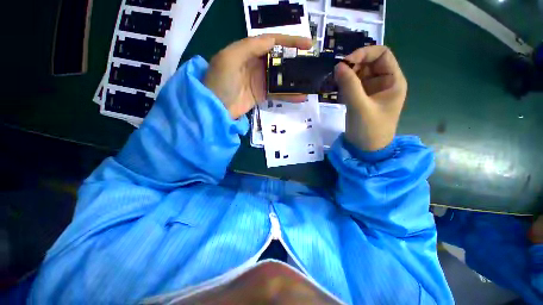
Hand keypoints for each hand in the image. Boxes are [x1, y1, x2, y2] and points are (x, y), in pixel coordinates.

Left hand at [204, 34, 312, 118]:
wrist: (215, 108)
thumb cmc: (220, 81)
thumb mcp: (230, 58)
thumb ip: (251, 47)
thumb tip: (273, 41)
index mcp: (248, 51)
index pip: (272, 42)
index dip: (290, 41)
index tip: (307, 44)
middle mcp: (255, 64)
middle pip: (279, 59)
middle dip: (295, 60)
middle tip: (310, 64)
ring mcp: (259, 81)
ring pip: (280, 77)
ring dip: (294, 80)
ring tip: (309, 81)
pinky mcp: (261, 95)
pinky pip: (277, 93)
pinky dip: (288, 95)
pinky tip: (300, 96)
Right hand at [334, 46, 406, 150]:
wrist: (366, 149)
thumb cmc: (370, 129)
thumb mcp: (360, 107)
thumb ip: (349, 85)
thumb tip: (338, 66)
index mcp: (392, 81)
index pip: (382, 54)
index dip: (364, 53)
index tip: (345, 62)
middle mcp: (383, 82)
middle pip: (369, 62)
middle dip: (353, 64)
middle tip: (336, 73)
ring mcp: (371, 90)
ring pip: (359, 73)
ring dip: (346, 74)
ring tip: (334, 81)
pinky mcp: (361, 98)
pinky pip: (352, 84)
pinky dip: (344, 84)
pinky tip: (336, 88)